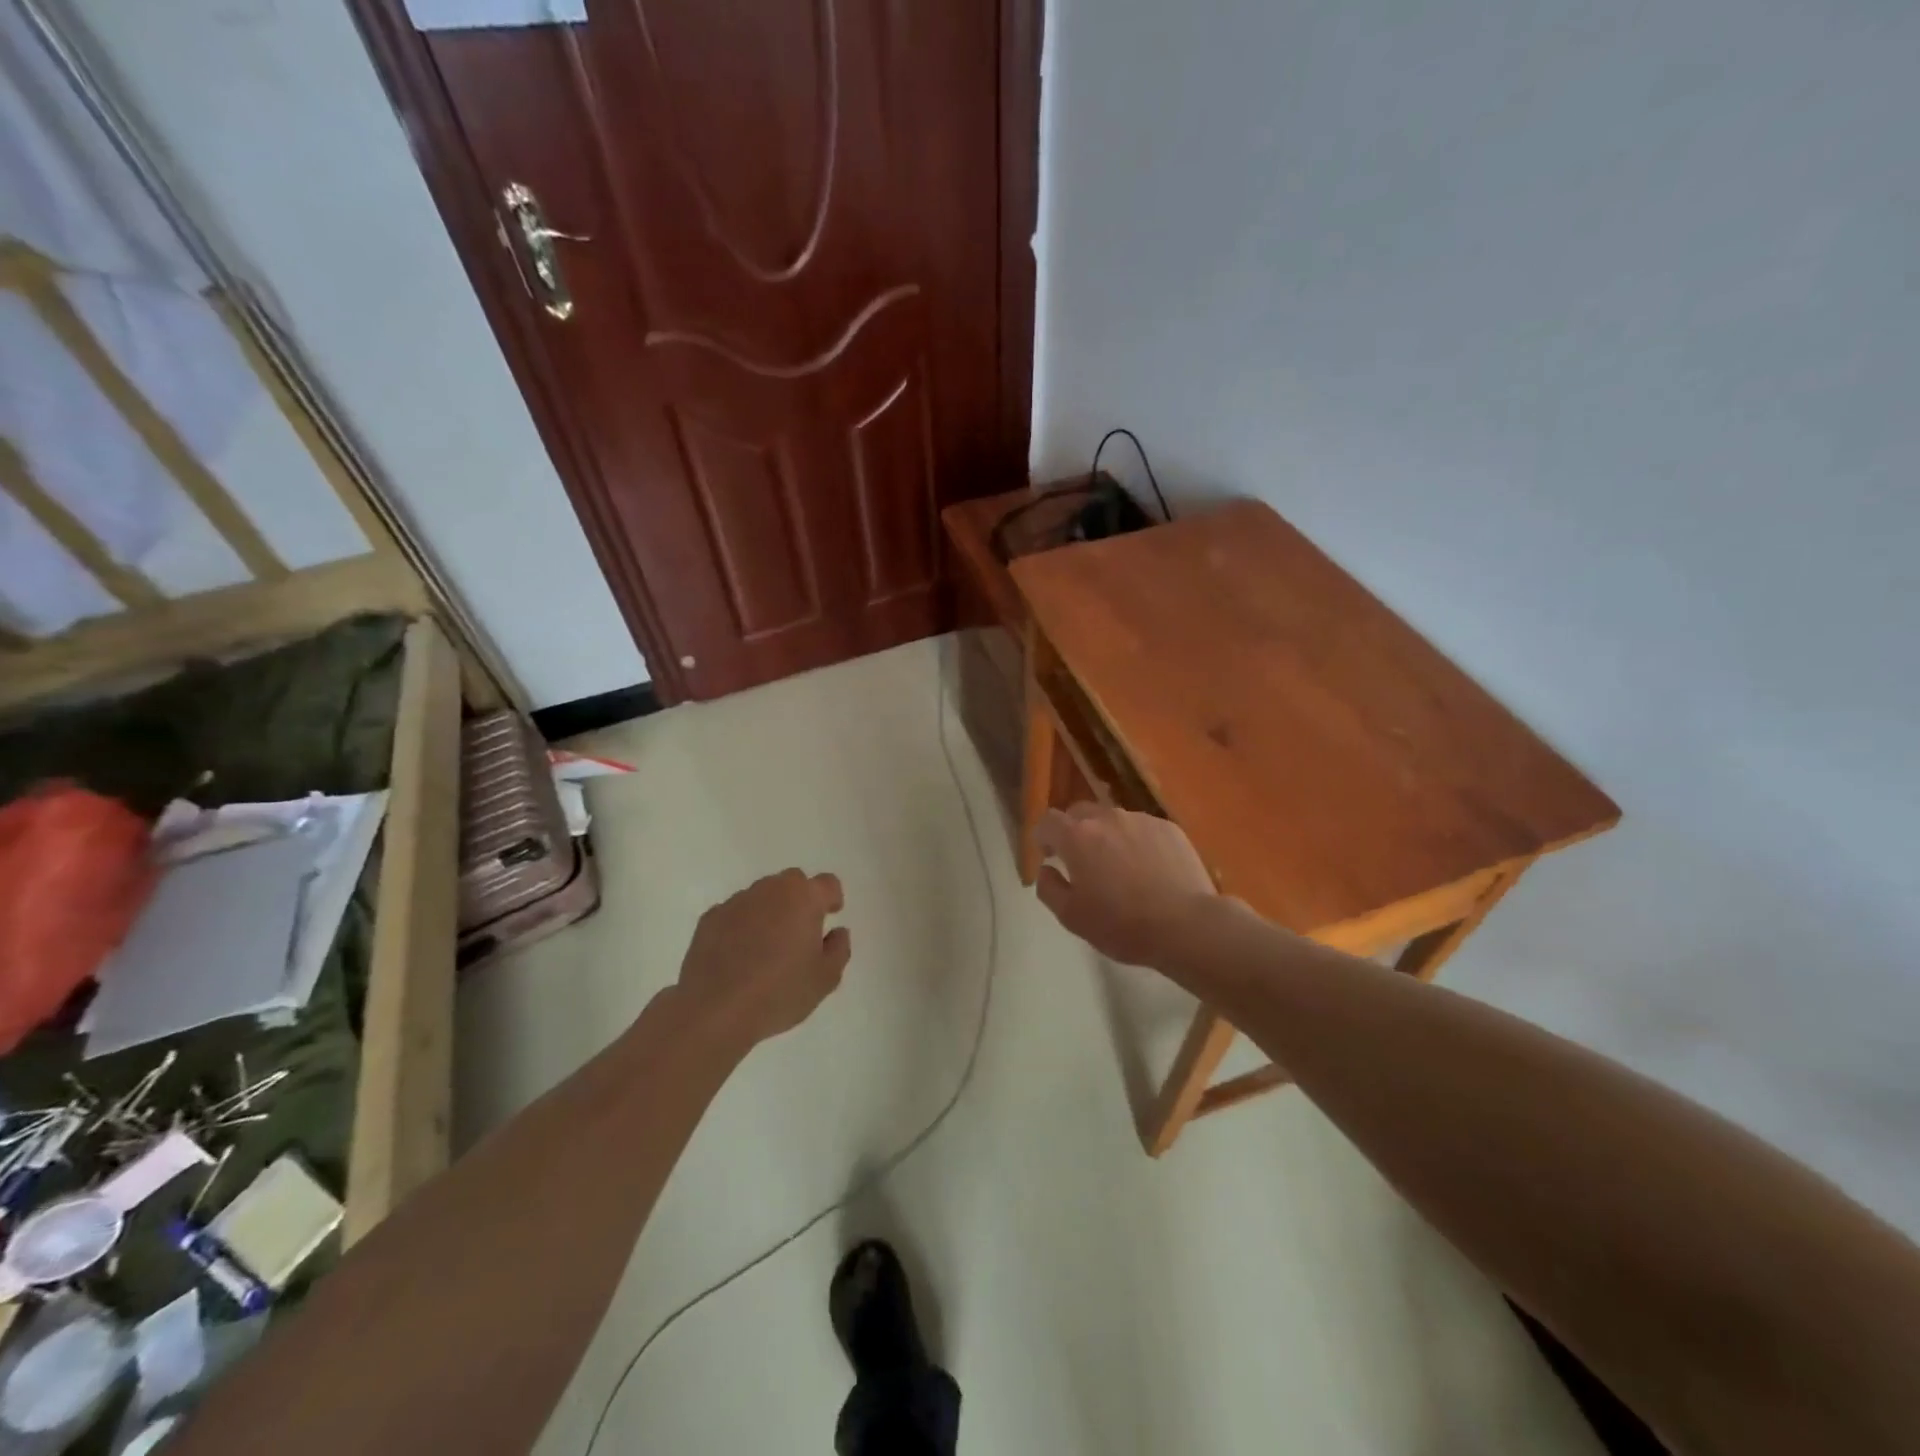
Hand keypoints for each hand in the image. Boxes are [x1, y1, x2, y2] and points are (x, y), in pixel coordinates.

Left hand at [674, 869, 850, 1051]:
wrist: (715, 1010)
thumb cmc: (779, 992)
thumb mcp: (825, 979)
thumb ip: (839, 949)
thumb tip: (837, 932)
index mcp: (804, 898)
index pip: (828, 883)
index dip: (832, 898)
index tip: (831, 916)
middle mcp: (771, 890)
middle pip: (793, 882)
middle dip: (800, 900)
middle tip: (800, 932)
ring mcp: (737, 902)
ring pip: (762, 896)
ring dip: (770, 911)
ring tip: (766, 947)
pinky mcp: (710, 918)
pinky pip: (735, 913)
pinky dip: (741, 925)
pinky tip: (738, 955)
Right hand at [1034, 805, 1217, 966]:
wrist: (1186, 925)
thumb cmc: (1122, 925)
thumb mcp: (1071, 917)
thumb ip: (1048, 888)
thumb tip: (1046, 869)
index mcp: (1077, 837)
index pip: (1049, 821)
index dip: (1044, 837)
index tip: (1050, 856)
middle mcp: (1107, 818)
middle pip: (1080, 813)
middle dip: (1074, 832)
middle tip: (1082, 861)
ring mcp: (1141, 820)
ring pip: (1113, 820)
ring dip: (1108, 836)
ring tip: (1120, 868)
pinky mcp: (1169, 828)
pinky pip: (1142, 829)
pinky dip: (1137, 842)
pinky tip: (1149, 870)